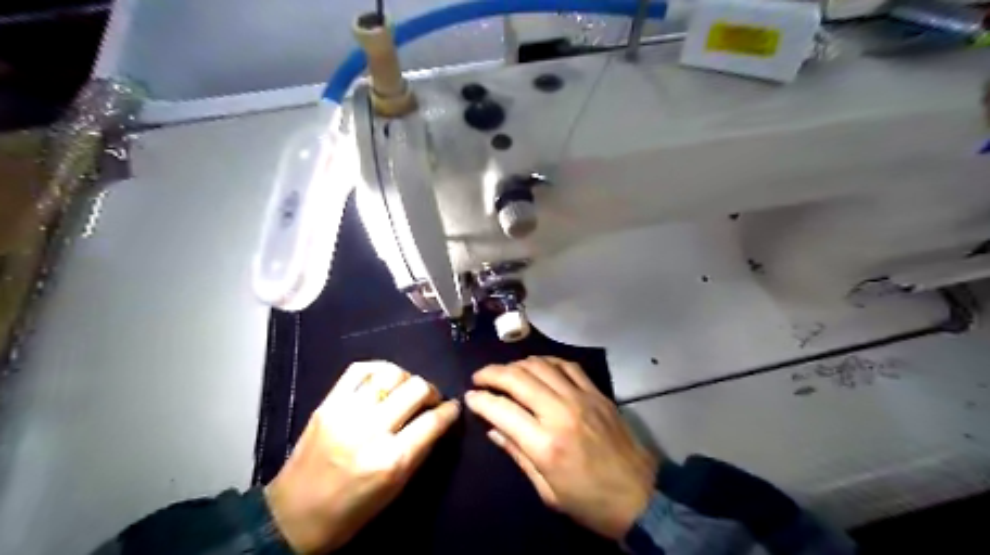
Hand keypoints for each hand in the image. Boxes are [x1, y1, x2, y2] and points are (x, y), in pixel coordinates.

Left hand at [265, 363, 462, 552]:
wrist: (292, 517)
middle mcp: (370, 431)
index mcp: (390, 461)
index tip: (453, 408)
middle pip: (415, 389)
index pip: (432, 421)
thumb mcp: (395, 489)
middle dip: (431, 391)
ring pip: (391, 374)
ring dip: (407, 378)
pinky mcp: (327, 404)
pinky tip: (385, 379)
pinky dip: (379, 368)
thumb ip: (420, 450)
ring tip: (406, 389)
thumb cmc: (351, 511)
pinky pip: (359, 369)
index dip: (449, 411)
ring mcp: (345, 413)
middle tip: (431, 400)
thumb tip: (439, 420)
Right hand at [467, 358, 654, 539]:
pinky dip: (546, 361)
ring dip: (516, 364)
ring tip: (504, 371)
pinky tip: (537, 366)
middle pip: (518, 379)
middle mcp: (561, 413)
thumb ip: (518, 454)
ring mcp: (581, 398)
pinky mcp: (597, 393)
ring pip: (541, 365)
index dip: (480, 400)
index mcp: (545, 445)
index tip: (469, 397)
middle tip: (479, 377)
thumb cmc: (589, 502)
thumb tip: (493, 429)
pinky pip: (567, 365)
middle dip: (492, 373)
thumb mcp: (547, 491)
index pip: (502, 410)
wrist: (641, 496)